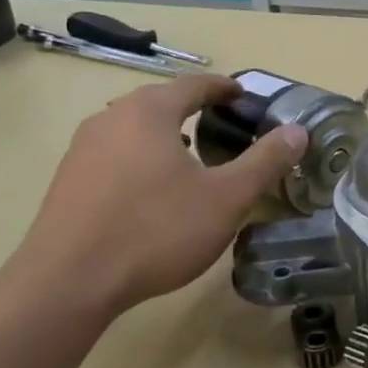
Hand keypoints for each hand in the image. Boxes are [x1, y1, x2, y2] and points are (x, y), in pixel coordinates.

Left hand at [7, 74, 306, 318]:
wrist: (69, 282)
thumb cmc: (157, 230)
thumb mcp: (227, 198)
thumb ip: (265, 161)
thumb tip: (298, 131)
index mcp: (148, 112)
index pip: (193, 85)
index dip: (223, 88)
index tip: (245, 97)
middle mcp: (110, 119)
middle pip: (160, 102)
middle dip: (195, 110)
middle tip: (226, 128)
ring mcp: (82, 149)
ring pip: (135, 129)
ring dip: (168, 135)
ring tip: (195, 158)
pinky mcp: (68, 180)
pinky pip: (116, 154)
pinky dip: (144, 158)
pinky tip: (157, 190)